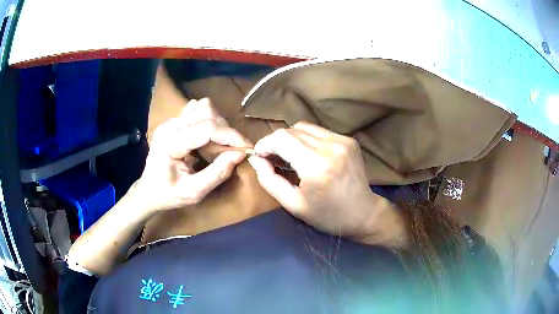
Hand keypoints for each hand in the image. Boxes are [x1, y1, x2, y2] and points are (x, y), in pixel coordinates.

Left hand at [135, 98, 251, 212]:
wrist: (148, 191)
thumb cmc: (168, 195)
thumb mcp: (193, 192)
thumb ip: (216, 174)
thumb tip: (239, 155)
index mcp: (170, 142)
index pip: (207, 128)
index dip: (231, 136)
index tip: (247, 149)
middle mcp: (170, 125)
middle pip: (207, 114)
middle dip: (226, 132)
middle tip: (232, 152)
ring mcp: (171, 121)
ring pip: (204, 108)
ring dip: (219, 124)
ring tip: (220, 145)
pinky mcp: (174, 121)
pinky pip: (197, 110)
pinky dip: (209, 119)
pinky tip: (209, 136)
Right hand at [248, 122, 398, 241]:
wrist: (363, 213)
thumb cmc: (327, 215)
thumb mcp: (293, 204)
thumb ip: (269, 180)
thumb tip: (256, 159)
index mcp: (316, 166)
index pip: (281, 138)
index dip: (265, 144)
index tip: (259, 155)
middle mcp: (331, 146)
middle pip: (291, 130)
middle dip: (276, 142)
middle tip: (273, 159)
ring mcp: (342, 140)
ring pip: (304, 127)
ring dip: (291, 139)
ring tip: (290, 157)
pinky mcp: (348, 139)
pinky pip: (318, 131)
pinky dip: (307, 139)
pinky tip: (308, 155)